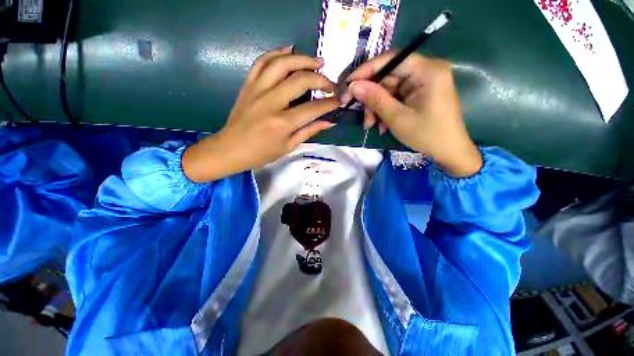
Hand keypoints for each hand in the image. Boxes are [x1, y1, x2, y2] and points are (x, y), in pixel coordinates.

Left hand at [183, 46, 339, 181]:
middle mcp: (271, 102)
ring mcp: (257, 90)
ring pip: (282, 63)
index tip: (338, 100)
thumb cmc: (261, 153)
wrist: (230, 149)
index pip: (313, 108)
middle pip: (300, 80)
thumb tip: (329, 122)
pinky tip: (289, 50)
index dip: (329, 103)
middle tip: (330, 83)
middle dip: (321, 79)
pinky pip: (262, 62)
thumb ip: (309, 131)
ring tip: (317, 62)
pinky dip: (277, 53)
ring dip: (302, 59)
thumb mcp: (288, 147)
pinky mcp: (248, 85)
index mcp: (282, 123)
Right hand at [342, 52, 481, 176]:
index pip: (391, 60)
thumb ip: (375, 99)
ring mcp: (422, 82)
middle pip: (388, 77)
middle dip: (372, 98)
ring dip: (377, 107)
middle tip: (361, 116)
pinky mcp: (419, 93)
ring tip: (371, 125)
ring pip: (389, 89)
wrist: (448, 151)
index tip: (348, 85)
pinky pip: (396, 97)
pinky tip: (382, 125)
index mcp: (427, 71)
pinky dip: (386, 110)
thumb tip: (353, 86)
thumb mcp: (397, 118)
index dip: (366, 71)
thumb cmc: (426, 135)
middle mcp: (425, 71)